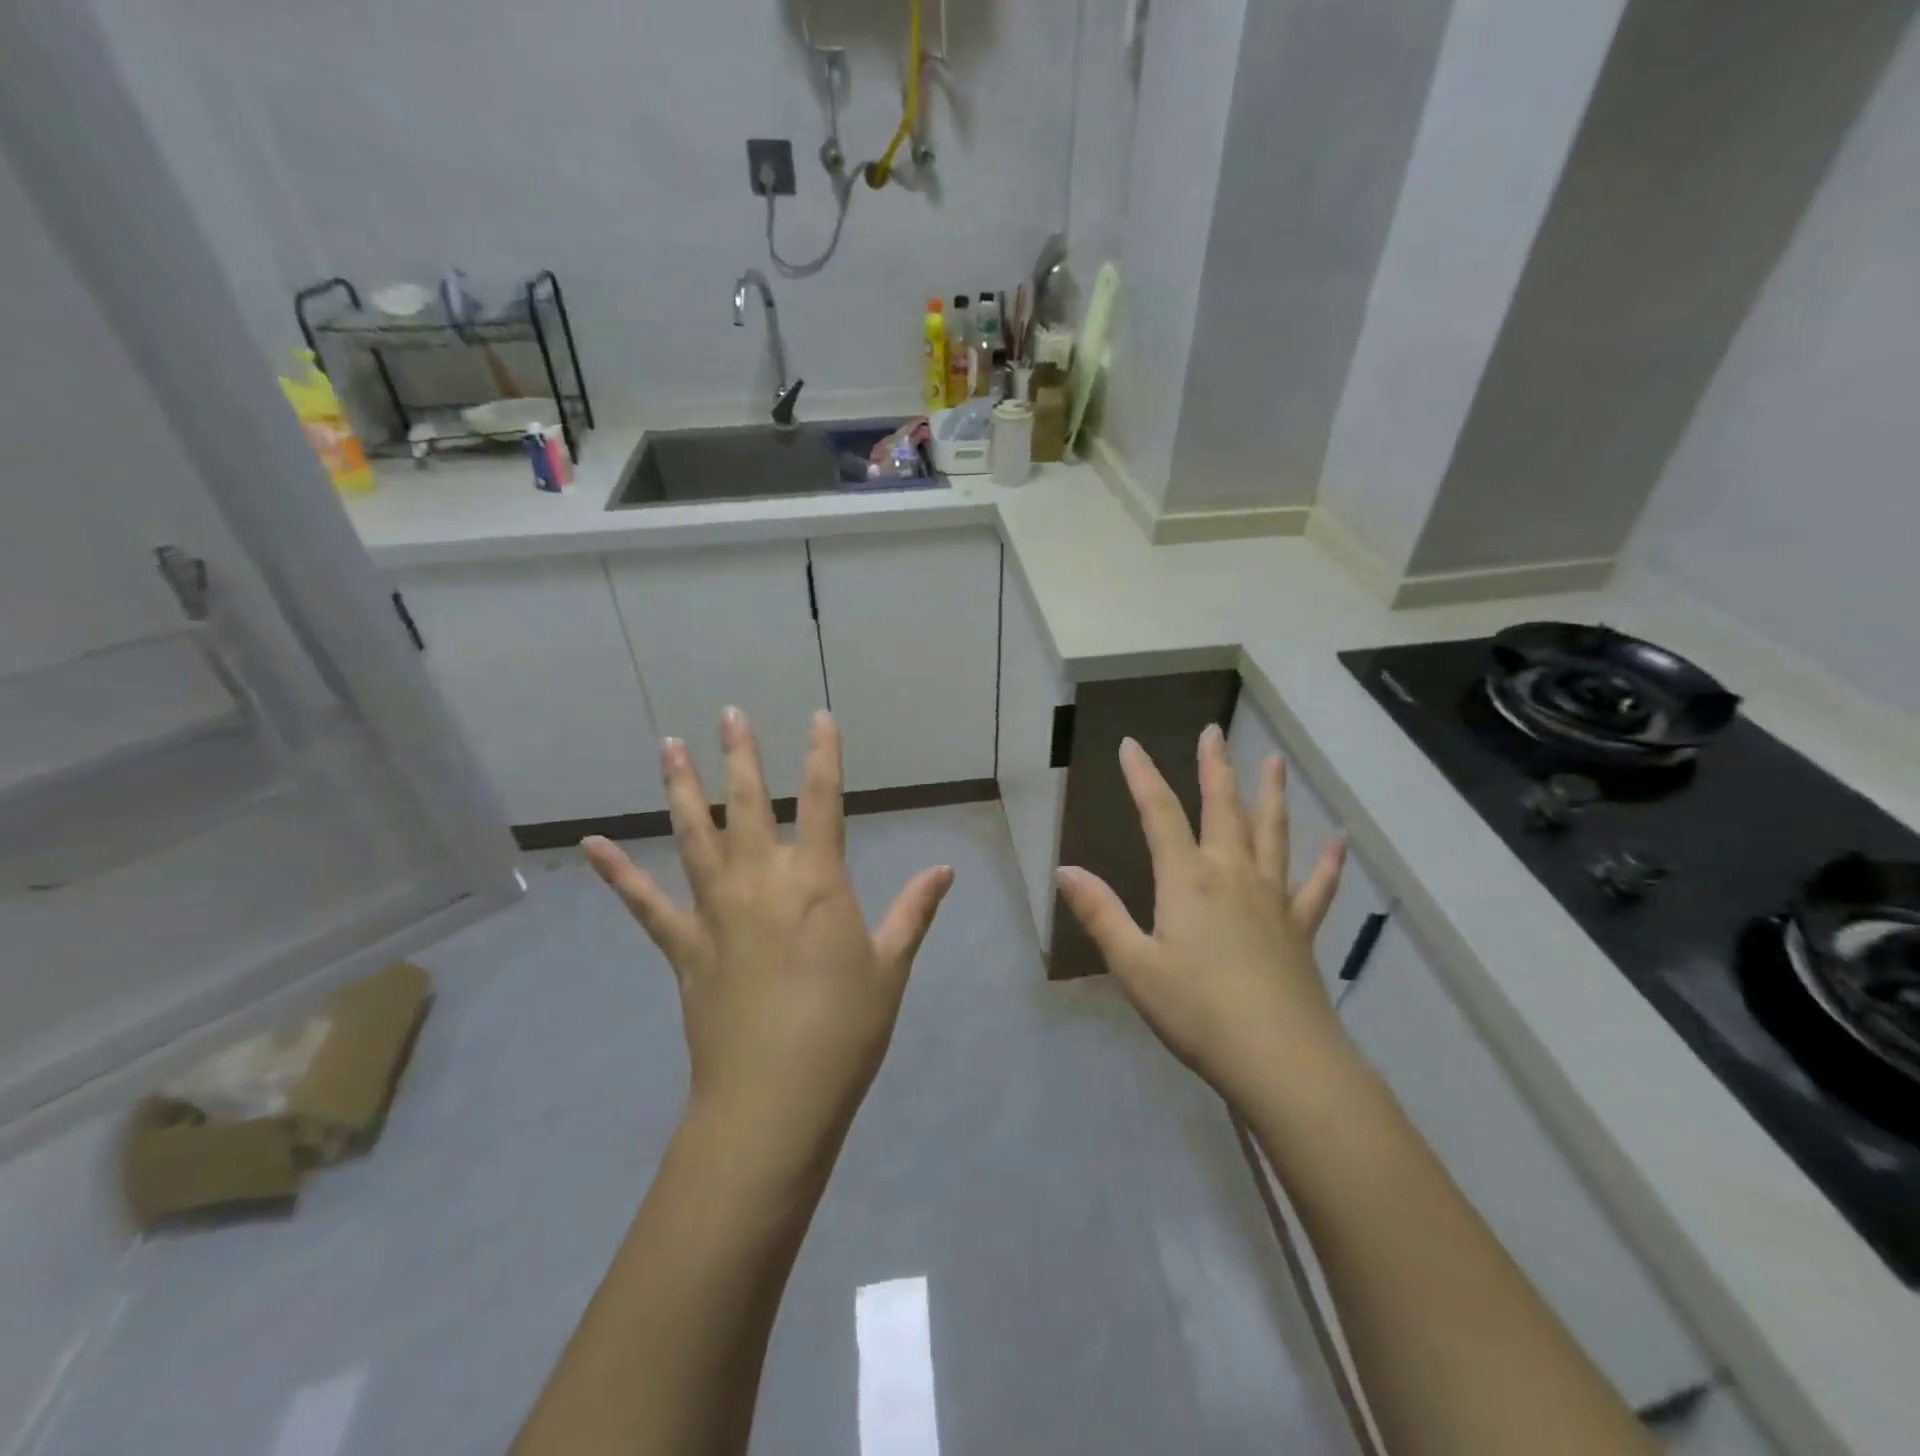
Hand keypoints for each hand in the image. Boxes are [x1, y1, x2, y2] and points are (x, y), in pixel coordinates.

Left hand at [583, 708, 952, 1183]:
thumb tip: (944, 869)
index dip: (824, 755)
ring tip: (667, 745)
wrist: (774, 1099)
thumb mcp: (891, 967)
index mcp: (817, 883)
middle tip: (729, 713)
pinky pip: (645, 903)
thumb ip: (913, 911)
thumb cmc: (845, 1029)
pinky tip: (593, 845)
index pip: (824, 801)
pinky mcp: (684, 947)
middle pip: (749, 804)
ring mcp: (715, 911)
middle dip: (742, 755)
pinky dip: (619, 873)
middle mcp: (761, 881)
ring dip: (681, 788)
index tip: (819, 717)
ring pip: (694, 835)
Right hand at [1054, 725, 1348, 1106]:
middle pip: (1222, 808)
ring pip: (1271, 833)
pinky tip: (1340, 840)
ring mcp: (1272, 898)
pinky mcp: (1300, 927)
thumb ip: (1100, 913)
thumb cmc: (1196, 1010)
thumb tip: (1063, 869)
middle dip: (1213, 767)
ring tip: (1273, 760)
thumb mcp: (1133, 964)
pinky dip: (1328, 862)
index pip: (1159, 814)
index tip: (1129, 744)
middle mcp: (1231, 874)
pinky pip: (1316, 886)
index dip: (1142, 776)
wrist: (1279, 1058)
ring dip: (1269, 794)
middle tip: (1213, 730)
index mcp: (1187, 880)